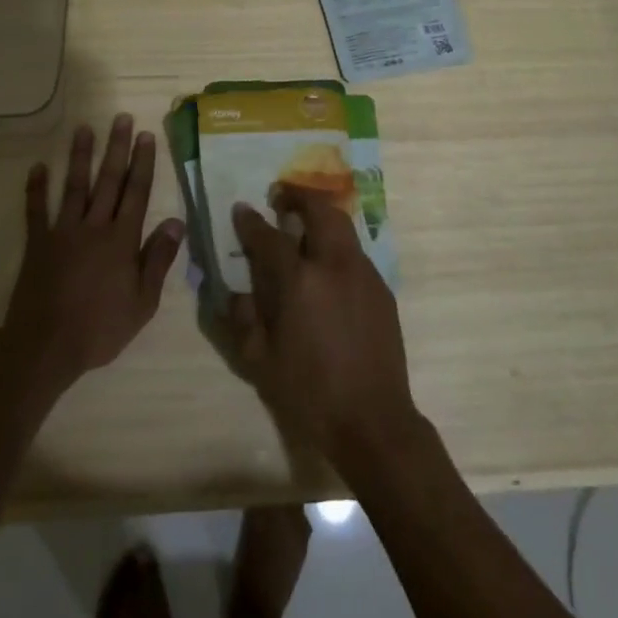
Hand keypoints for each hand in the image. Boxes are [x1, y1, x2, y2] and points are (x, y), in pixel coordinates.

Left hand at [2, 114, 184, 394]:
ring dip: (80, 156)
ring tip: (84, 128)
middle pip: (108, 181)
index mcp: (122, 240)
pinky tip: (38, 167)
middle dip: (117, 148)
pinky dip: (36, 188)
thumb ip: (159, 259)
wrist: (46, 347)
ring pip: (74, 186)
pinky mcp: (37, 244)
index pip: (137, 193)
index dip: (143, 163)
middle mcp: (94, 227)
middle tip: (122, 119)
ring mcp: (62, 232)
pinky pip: (36, 210)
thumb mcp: (143, 302)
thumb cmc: (100, 328)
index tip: (147, 136)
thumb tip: (177, 222)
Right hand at [228, 186, 418, 461]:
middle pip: (320, 211)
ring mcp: (363, 275)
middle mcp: (334, 266)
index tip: (242, 208)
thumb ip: (243, 319)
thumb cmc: (309, 393)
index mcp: (299, 282)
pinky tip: (327, 267)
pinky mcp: (382, 290)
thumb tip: (235, 291)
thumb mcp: (260, 361)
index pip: (270, 237)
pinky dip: (338, 245)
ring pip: (343, 227)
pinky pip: (356, 253)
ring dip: (321, 217)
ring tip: (304, 224)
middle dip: (299, 197)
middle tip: (282, 197)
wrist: (372, 420)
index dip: (252, 221)